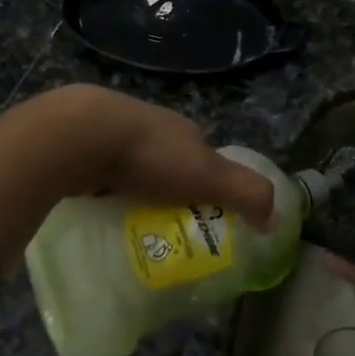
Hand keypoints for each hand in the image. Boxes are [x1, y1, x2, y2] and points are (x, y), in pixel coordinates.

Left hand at [75, 87, 276, 228]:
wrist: (81, 135)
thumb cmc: (152, 155)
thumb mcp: (211, 176)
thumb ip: (247, 194)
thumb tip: (275, 220)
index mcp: (183, 130)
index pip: (205, 159)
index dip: (210, 186)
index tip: (204, 218)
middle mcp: (150, 126)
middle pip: (168, 164)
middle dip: (169, 191)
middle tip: (165, 229)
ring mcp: (111, 133)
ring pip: (131, 168)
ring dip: (134, 191)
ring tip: (131, 226)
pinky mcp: (79, 145)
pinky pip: (98, 174)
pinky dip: (103, 191)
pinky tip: (99, 212)